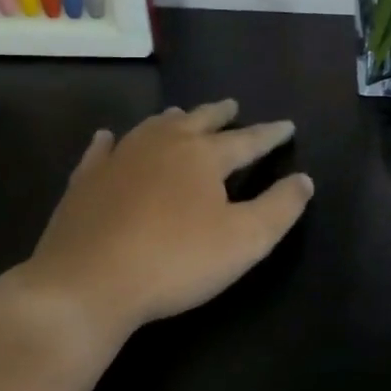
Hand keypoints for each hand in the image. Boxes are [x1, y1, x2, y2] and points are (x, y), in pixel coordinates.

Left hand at [0, 100, 313, 348]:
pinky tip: (109, 138)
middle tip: (232, 106)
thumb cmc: (176, 260)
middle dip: (220, 113)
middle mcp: (163, 145)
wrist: (87, 284)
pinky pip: (103, 150)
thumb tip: (304, 179)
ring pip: (152, 127)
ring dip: (173, 120)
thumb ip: (281, 207)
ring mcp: (120, 159)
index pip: (248, 139)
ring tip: (182, 115)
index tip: (287, 125)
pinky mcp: (86, 181)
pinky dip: (112, 141)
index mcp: (204, 156)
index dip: (270, 134)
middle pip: (198, 121)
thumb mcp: (245, 240)